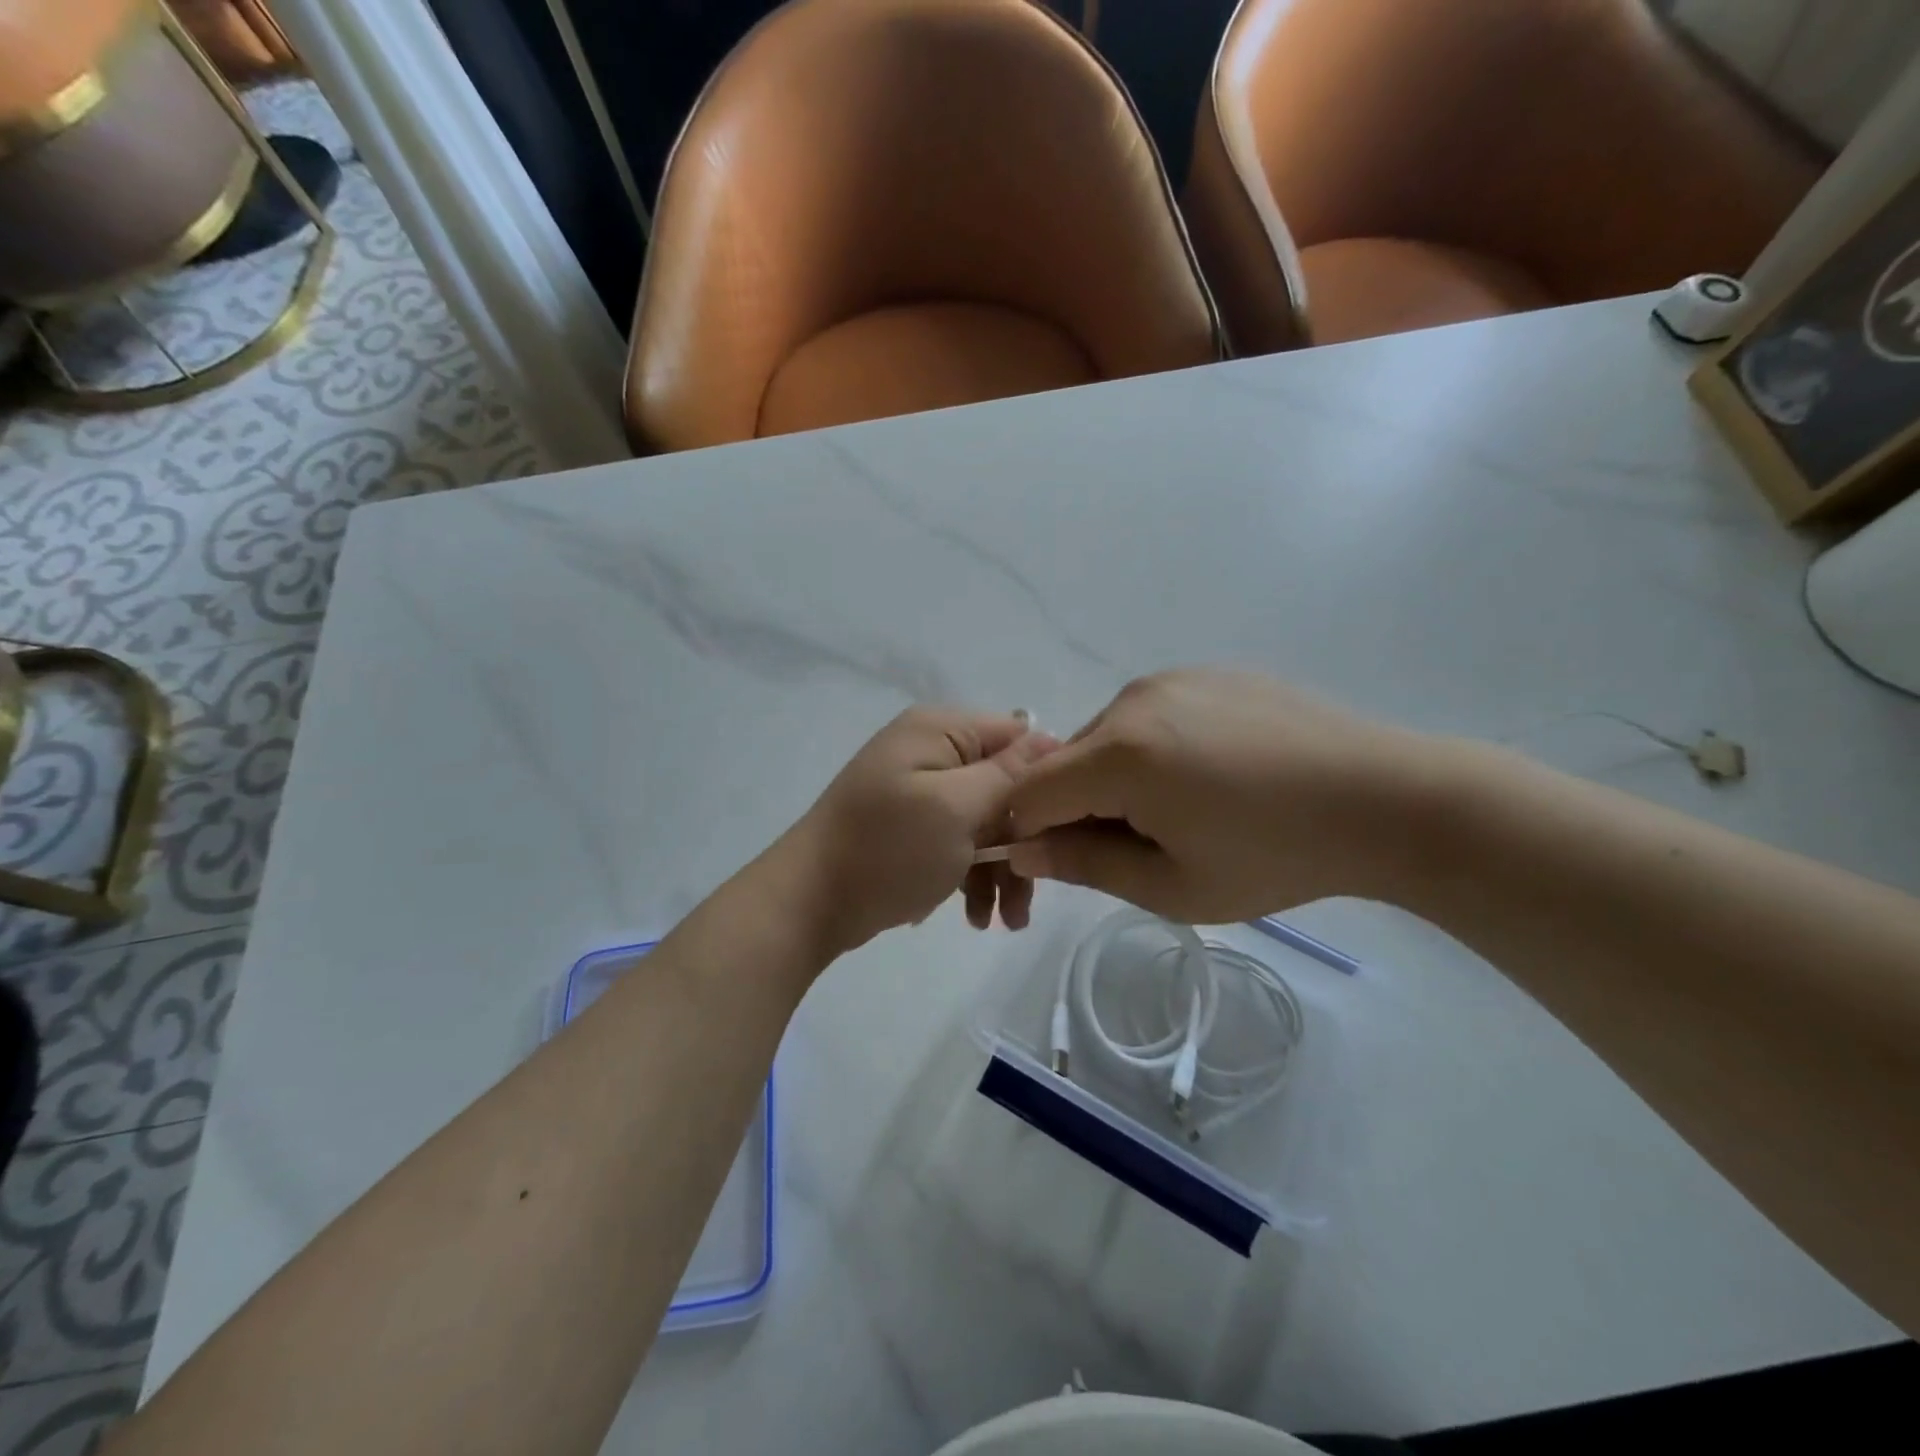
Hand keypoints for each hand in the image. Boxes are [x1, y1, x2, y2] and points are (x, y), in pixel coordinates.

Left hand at [786, 707, 1055, 955]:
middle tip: (1028, 895)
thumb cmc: (888, 849)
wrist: (809, 903)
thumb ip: (1008, 774)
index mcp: (940, 730)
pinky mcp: (912, 827)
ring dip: (1001, 868)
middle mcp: (931, 751)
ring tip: (1005, 923)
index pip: (1017, 736)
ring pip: (985, 821)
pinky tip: (973, 916)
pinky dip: (972, 876)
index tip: (1060, 829)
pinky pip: (959, 842)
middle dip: (1021, 841)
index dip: (1045, 780)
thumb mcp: (956, 808)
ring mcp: (919, 791)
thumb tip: (1050, 741)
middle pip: (1004, 786)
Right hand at [1005, 669, 1435, 921]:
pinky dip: (1153, 751)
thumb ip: (1084, 866)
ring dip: (1116, 779)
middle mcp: (1133, 700)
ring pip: (1107, 738)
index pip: (1030, 793)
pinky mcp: (1206, 673)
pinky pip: (1149, 717)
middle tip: (1140, 848)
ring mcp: (1172, 679)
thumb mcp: (1173, 885)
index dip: (1031, 834)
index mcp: (1120, 754)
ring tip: (1186, 811)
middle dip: (1079, 808)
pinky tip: (1214, 776)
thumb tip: (1022, 849)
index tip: (1067, 866)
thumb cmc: (1277, 856)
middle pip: (1067, 762)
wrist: (1390, 798)